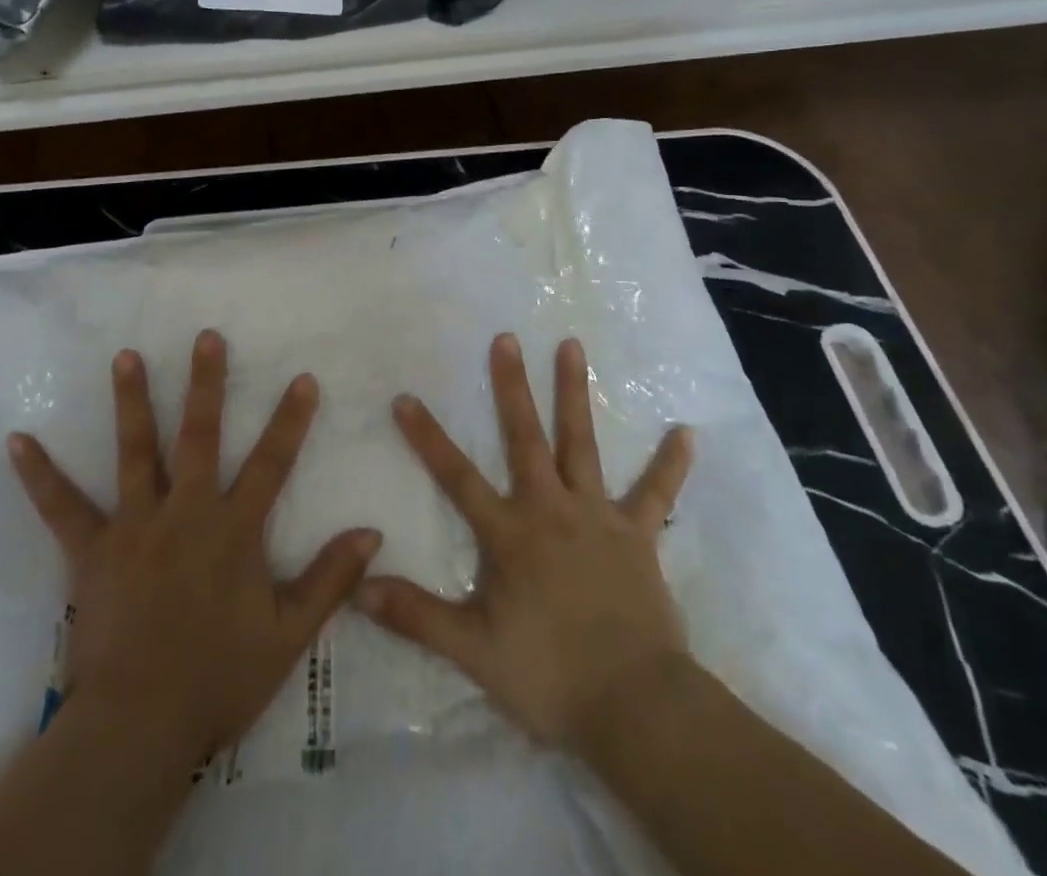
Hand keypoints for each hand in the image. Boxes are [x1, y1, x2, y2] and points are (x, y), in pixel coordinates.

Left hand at [7, 330, 381, 766]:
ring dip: (132, 400)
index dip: (290, 420)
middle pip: (200, 436)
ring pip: (135, 451)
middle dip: (206, 384)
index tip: (302, 377)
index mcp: (233, 530)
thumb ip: (329, 580)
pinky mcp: (91, 550)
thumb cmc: (218, 679)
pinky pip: (61, 506)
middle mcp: (186, 512)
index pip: (272, 463)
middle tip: (205, 338)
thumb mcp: (288, 636)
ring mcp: (135, 525)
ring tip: (125, 356)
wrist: (140, 726)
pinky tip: (17, 440)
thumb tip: (371, 532)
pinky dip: (39, 474)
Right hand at [358, 333, 693, 747]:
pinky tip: (686, 432)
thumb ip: (416, 616)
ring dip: (575, 394)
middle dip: (512, 386)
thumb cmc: (550, 675)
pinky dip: (670, 464)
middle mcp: (551, 509)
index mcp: (510, 534)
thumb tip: (360, 588)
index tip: (406, 397)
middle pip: (526, 438)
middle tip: (506, 338)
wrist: (637, 708)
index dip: (428, 438)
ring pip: (583, 444)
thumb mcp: (473, 651)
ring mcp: (598, 516)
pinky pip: (655, 494)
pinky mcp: (637, 535)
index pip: (457, 477)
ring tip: (572, 345)